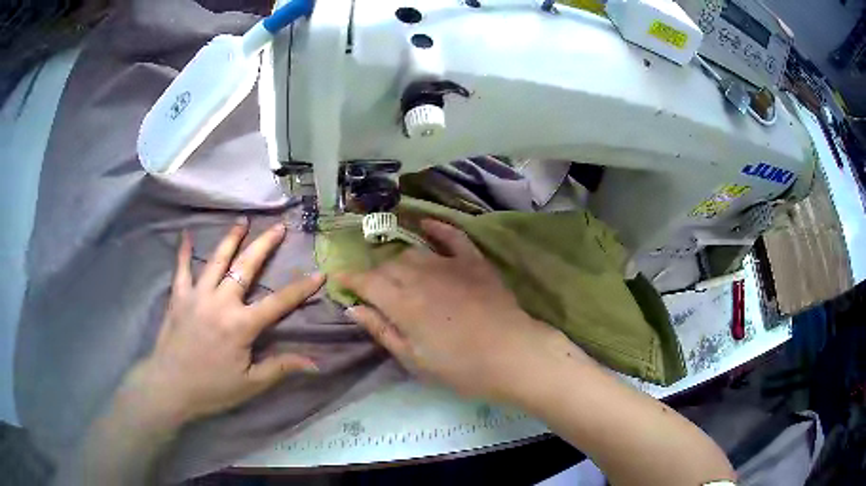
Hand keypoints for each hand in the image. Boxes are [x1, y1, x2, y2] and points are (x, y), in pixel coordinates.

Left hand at [124, 218, 323, 427]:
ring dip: (231, 239)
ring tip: (242, 221)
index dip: (301, 288)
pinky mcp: (178, 297)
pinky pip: (181, 269)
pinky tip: (186, 235)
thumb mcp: (251, 384)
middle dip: (265, 245)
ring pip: (217, 260)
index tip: (319, 273)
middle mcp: (220, 302)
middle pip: (246, 267)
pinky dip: (183, 252)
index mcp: (241, 325)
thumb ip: (280, 367)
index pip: (278, 302)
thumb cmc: (212, 388)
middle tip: (279, 227)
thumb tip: (315, 363)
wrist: (170, 387)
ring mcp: (197, 295)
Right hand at [338, 220, 588, 403]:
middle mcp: (421, 276)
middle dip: (375, 277)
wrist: (513, 355)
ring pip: (413, 252)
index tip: (339, 279)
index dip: (350, 280)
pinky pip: (452, 236)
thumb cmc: (461, 367)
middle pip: (388, 266)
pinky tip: (425, 224)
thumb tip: (353, 309)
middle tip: (375, 292)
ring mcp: (449, 264)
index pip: (367, 282)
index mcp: (403, 303)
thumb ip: (382, 331)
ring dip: (399, 262)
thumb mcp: (414, 360)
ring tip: (398, 275)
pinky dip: (437, 228)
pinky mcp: (474, 262)